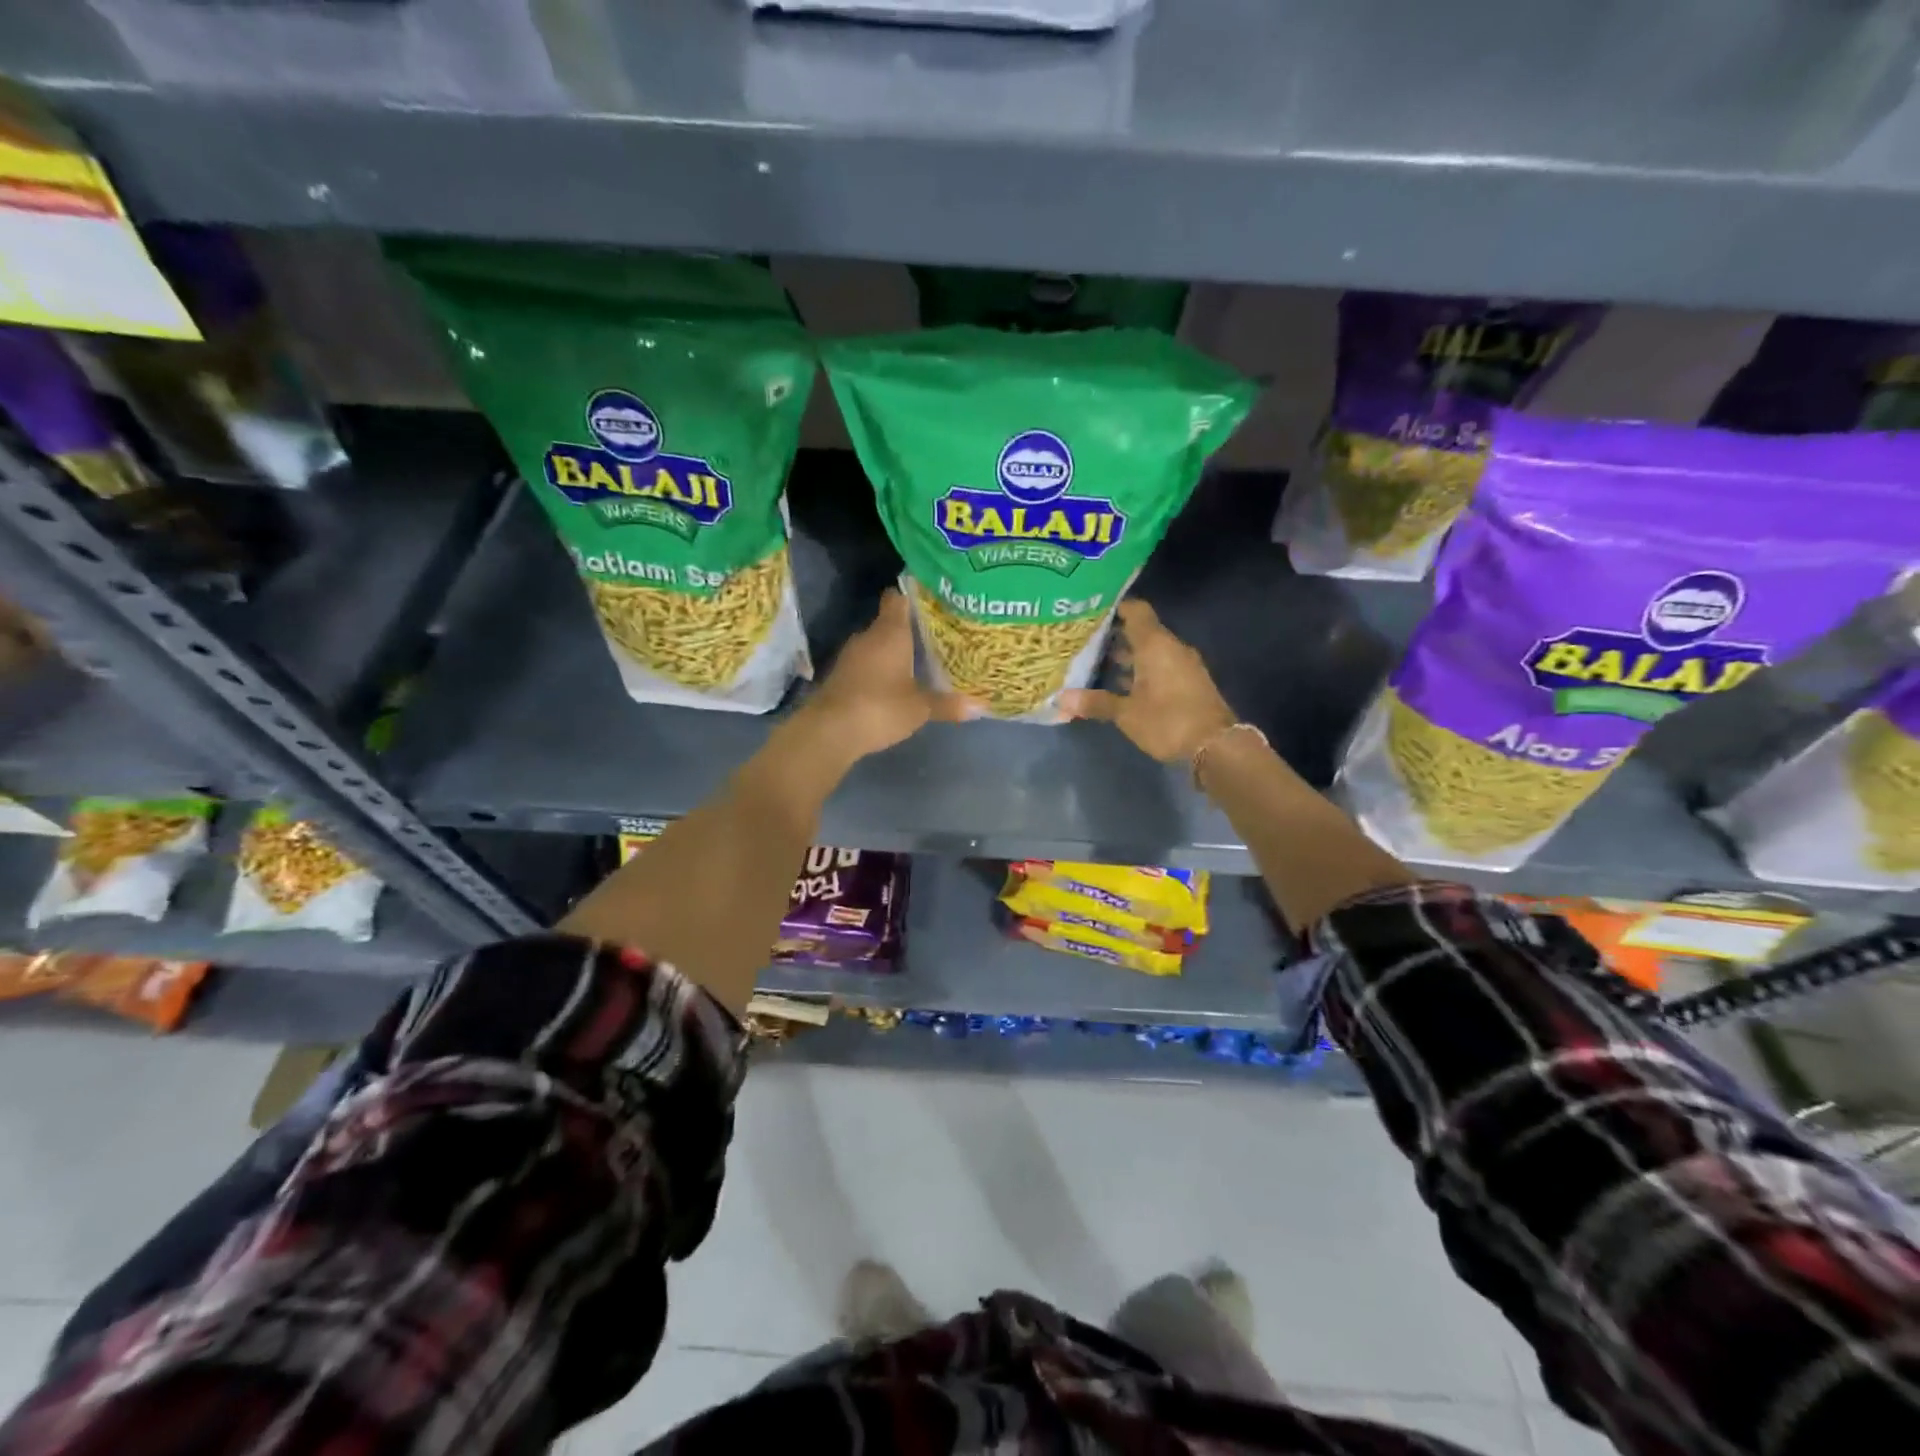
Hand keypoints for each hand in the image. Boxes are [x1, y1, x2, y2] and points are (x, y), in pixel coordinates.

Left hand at [803, 589, 981, 759]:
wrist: (829, 731)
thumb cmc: (880, 707)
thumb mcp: (920, 708)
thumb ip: (947, 704)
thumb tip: (980, 706)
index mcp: (890, 632)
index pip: (898, 598)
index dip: (913, 596)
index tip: (932, 601)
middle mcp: (868, 637)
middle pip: (889, 622)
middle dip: (909, 628)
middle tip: (936, 635)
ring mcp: (850, 656)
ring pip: (876, 644)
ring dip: (893, 650)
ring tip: (919, 659)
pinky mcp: (841, 675)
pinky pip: (866, 663)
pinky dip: (879, 668)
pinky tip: (895, 682)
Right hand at [1060, 599, 1237, 763]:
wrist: (1216, 746)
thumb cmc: (1168, 721)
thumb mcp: (1126, 713)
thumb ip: (1095, 702)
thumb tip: (1061, 698)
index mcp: (1155, 645)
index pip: (1136, 611)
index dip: (1115, 607)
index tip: (1091, 612)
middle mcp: (1171, 648)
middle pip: (1141, 631)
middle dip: (1114, 635)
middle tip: (1085, 640)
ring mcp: (1183, 665)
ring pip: (1151, 651)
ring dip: (1128, 656)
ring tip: (1097, 662)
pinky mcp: (1189, 683)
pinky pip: (1161, 666)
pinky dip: (1141, 670)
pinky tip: (1121, 684)